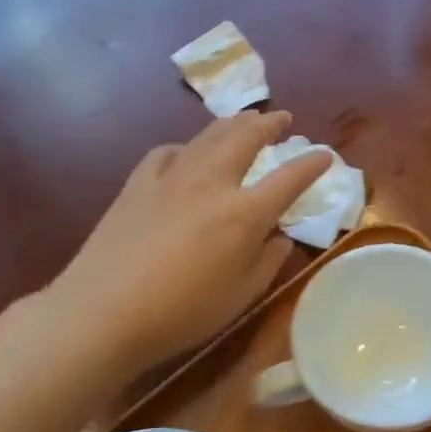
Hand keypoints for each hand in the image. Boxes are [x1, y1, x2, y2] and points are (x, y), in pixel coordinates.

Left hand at [48, 112, 332, 371]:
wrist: (104, 311)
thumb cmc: (182, 313)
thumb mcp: (241, 296)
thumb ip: (267, 261)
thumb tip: (279, 237)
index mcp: (245, 213)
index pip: (289, 178)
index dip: (312, 164)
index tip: (326, 155)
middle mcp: (212, 183)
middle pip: (245, 138)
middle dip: (269, 124)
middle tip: (282, 118)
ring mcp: (172, 178)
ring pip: (208, 136)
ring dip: (232, 123)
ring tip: (244, 119)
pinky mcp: (138, 184)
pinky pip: (168, 153)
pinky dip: (187, 147)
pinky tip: (186, 153)